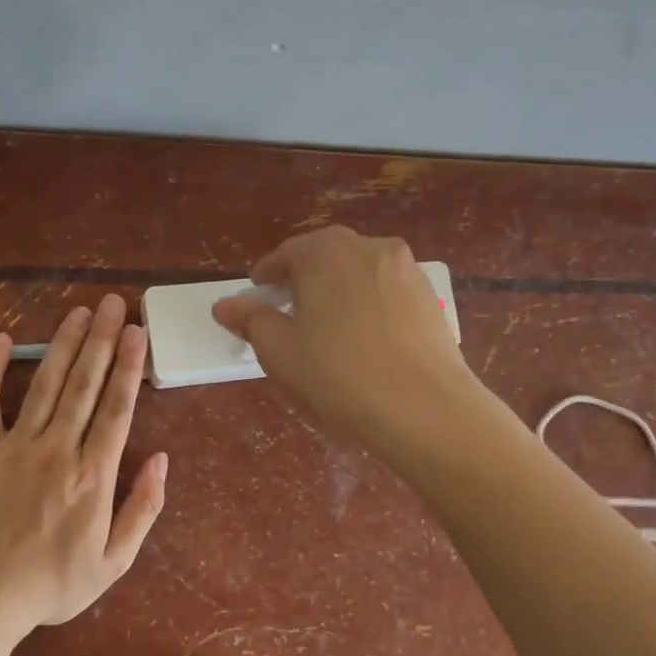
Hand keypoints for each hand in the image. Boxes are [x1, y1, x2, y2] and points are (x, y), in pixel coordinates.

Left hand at [0, 294, 167, 630]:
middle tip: (113, 304)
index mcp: (94, 474)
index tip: (138, 332)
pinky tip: (0, 339)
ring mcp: (16, 445)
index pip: (117, 408)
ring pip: (46, 384)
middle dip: (102, 340)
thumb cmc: (52, 584)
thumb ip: (143, 508)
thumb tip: (162, 461)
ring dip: (63, 344)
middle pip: (85, 384)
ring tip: (78, 312)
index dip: (129, 367)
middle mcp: (58, 448)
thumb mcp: (114, 561)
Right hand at [212, 226, 476, 452]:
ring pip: (359, 273)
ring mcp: (406, 270)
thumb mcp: (281, 351)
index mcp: (326, 252)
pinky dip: (369, 306)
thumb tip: (225, 304)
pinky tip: (365, 339)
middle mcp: (369, 247)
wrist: (424, 408)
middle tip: (289, 310)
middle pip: (325, 257)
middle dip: (304, 279)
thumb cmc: (339, 376)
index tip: (257, 295)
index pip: (285, 255)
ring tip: (328, 326)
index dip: (266, 277)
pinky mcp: (430, 297)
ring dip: (338, 290)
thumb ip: (251, 320)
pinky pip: (387, 293)